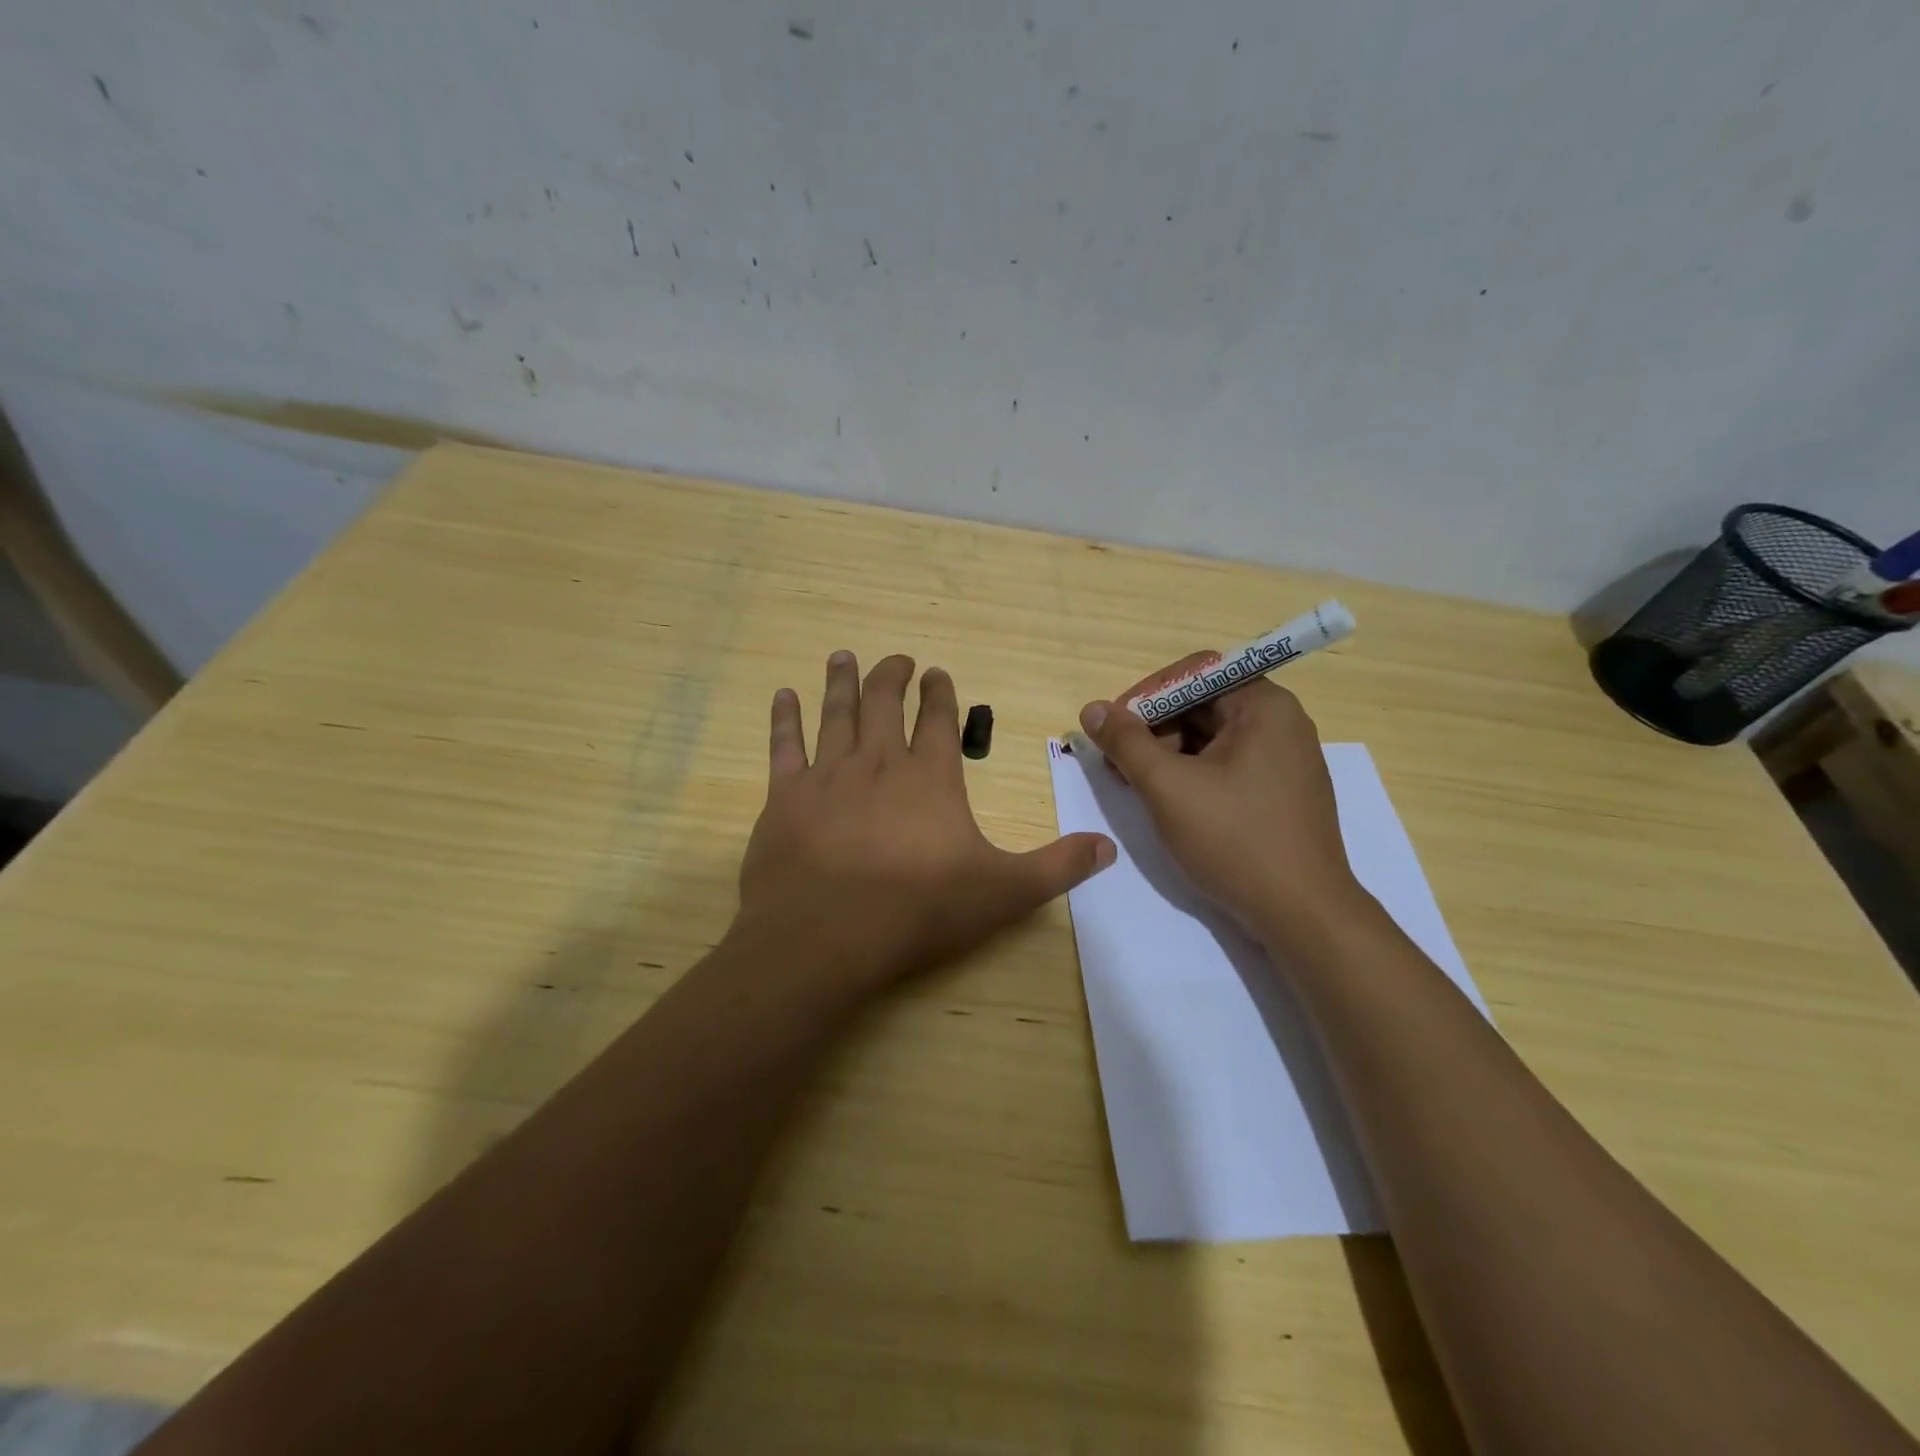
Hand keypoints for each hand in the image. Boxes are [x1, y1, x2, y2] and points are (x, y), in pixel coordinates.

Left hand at [733, 651, 1115, 993]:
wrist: (825, 936)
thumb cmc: (918, 910)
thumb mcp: (1003, 892)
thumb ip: (1056, 867)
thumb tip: (1107, 845)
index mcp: (930, 778)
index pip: (938, 720)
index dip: (939, 693)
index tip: (937, 672)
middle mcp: (878, 763)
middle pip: (884, 703)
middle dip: (892, 676)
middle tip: (897, 659)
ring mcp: (828, 776)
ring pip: (836, 713)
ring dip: (841, 681)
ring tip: (843, 656)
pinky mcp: (785, 798)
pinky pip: (783, 746)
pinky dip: (783, 718)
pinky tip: (782, 695)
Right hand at [1078, 662, 1367, 951]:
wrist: (1302, 914)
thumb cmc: (1235, 840)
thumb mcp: (1168, 787)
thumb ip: (1126, 743)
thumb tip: (1092, 709)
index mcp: (1264, 706)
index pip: (1195, 673)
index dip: (1148, 694)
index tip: (1114, 726)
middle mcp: (1281, 723)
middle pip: (1203, 704)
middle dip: (1154, 728)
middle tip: (1117, 762)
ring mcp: (1285, 760)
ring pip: (1212, 738)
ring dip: (1168, 753)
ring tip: (1136, 784)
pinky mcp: (1281, 792)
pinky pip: (1227, 765)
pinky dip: (1192, 774)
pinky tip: (1168, 800)